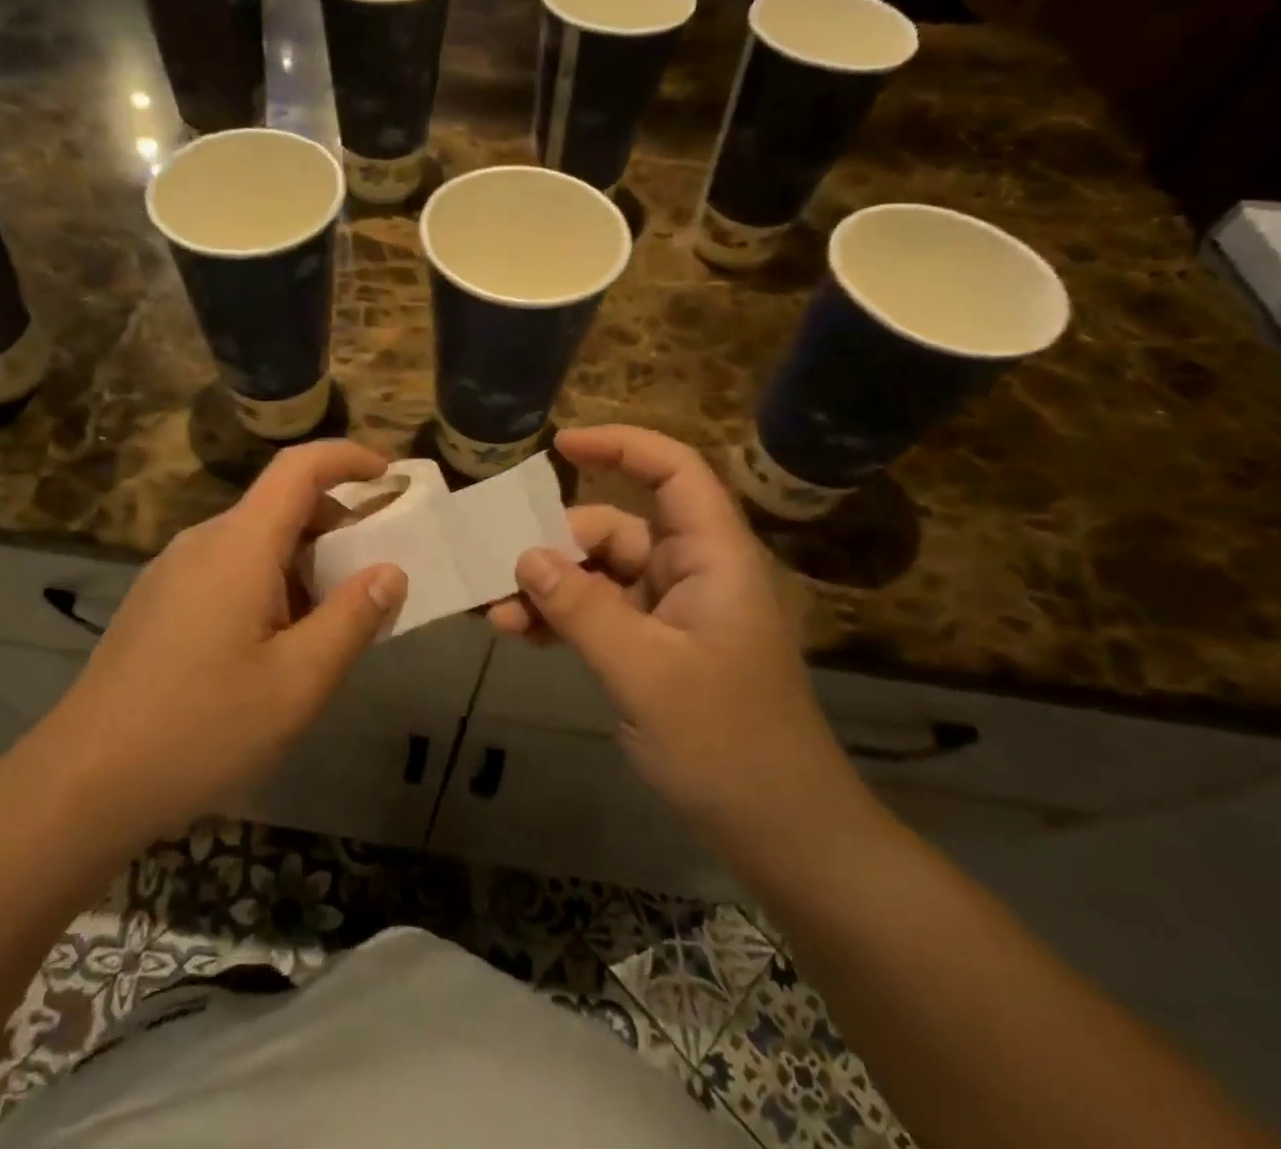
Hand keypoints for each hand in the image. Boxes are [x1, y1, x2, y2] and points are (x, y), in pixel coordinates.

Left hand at [43, 441, 406, 843]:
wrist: (82, 783)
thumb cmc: (201, 729)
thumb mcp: (297, 683)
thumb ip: (352, 620)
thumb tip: (390, 572)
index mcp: (239, 545)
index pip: (298, 468)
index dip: (348, 458)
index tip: (389, 478)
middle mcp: (202, 542)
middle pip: (279, 506)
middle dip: (335, 528)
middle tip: (371, 582)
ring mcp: (172, 571)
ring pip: (254, 543)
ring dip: (302, 565)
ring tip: (326, 629)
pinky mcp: (157, 602)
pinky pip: (226, 571)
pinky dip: (268, 585)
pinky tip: (272, 649)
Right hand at [488, 426, 864, 851]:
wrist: (781, 833)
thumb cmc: (726, 743)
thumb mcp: (644, 672)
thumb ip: (582, 608)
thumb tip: (525, 557)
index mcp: (713, 558)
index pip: (674, 472)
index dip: (621, 447)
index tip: (560, 446)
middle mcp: (693, 572)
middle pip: (616, 528)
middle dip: (555, 547)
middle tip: (499, 577)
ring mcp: (674, 611)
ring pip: (600, 574)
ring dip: (550, 590)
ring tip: (500, 620)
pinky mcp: (658, 646)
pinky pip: (601, 613)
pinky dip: (564, 619)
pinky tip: (523, 637)